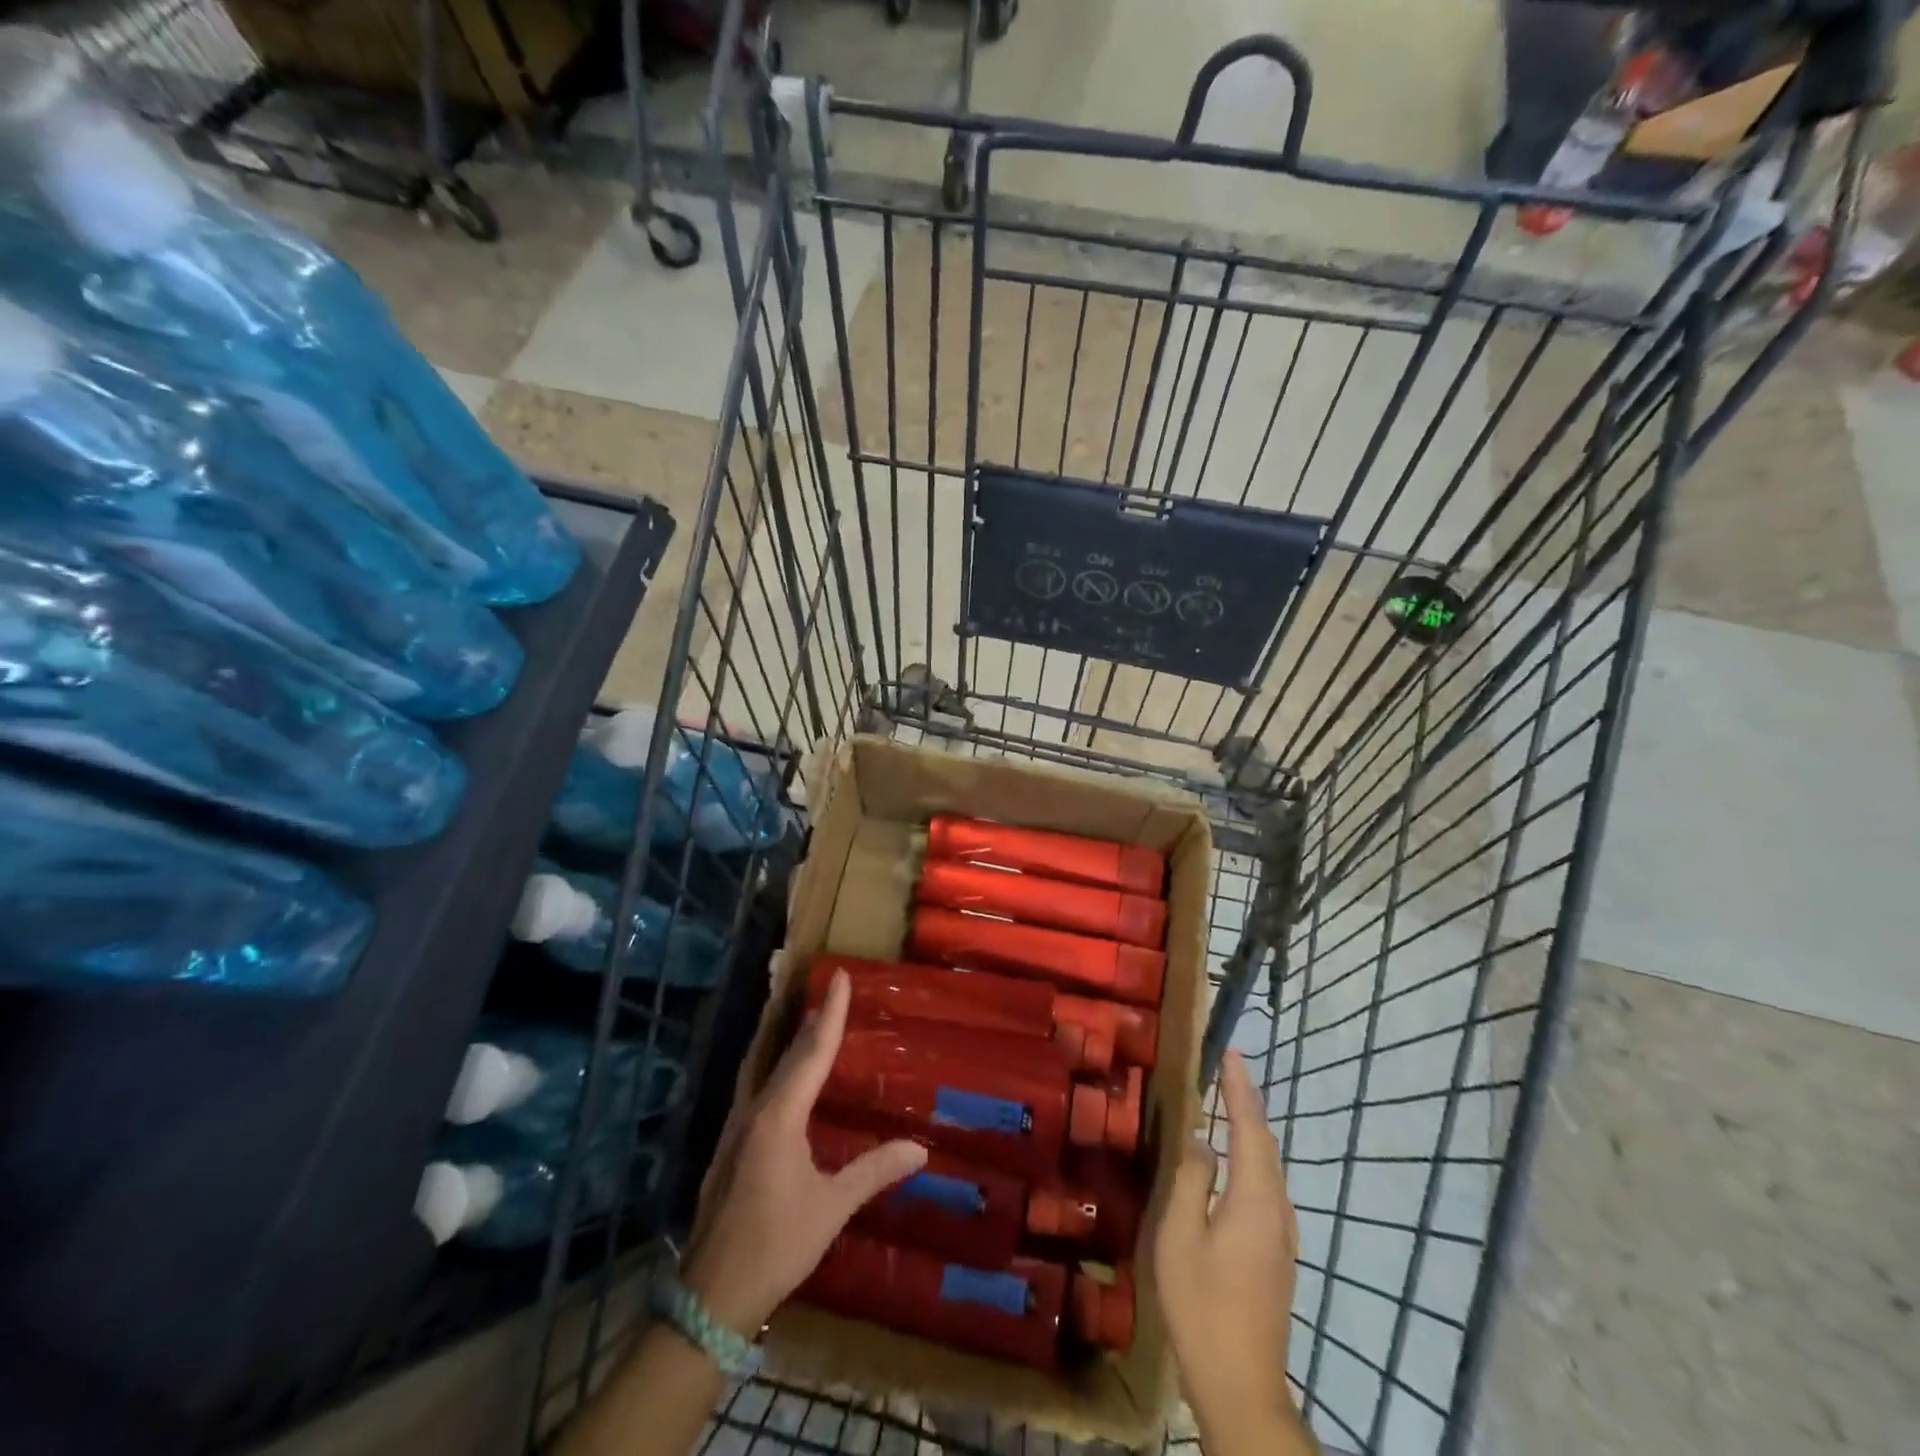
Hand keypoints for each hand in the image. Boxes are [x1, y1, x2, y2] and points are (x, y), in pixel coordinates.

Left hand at [681, 968, 926, 1333]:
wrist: (711, 1296)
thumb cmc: (776, 1246)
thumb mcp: (831, 1208)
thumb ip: (873, 1171)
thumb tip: (920, 1149)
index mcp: (780, 1116)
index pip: (812, 1053)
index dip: (830, 1013)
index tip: (839, 976)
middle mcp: (755, 1110)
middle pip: (786, 1054)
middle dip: (809, 1020)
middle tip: (827, 990)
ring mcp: (736, 1127)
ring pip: (763, 1067)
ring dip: (786, 1040)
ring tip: (805, 1019)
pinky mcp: (730, 1145)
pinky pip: (755, 1087)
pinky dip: (774, 1067)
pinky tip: (781, 1077)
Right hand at [1153, 1050, 1301, 1441]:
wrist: (1241, 1385)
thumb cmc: (1202, 1304)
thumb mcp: (1180, 1235)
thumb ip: (1190, 1180)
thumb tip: (1201, 1141)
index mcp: (1255, 1199)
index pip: (1249, 1126)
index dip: (1239, 1087)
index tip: (1231, 1051)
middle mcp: (1277, 1210)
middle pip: (1264, 1143)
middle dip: (1247, 1102)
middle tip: (1225, 1069)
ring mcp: (1282, 1235)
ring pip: (1268, 1167)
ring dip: (1249, 1130)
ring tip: (1226, 1104)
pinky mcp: (1277, 1254)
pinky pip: (1265, 1187)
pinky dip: (1250, 1158)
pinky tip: (1231, 1163)